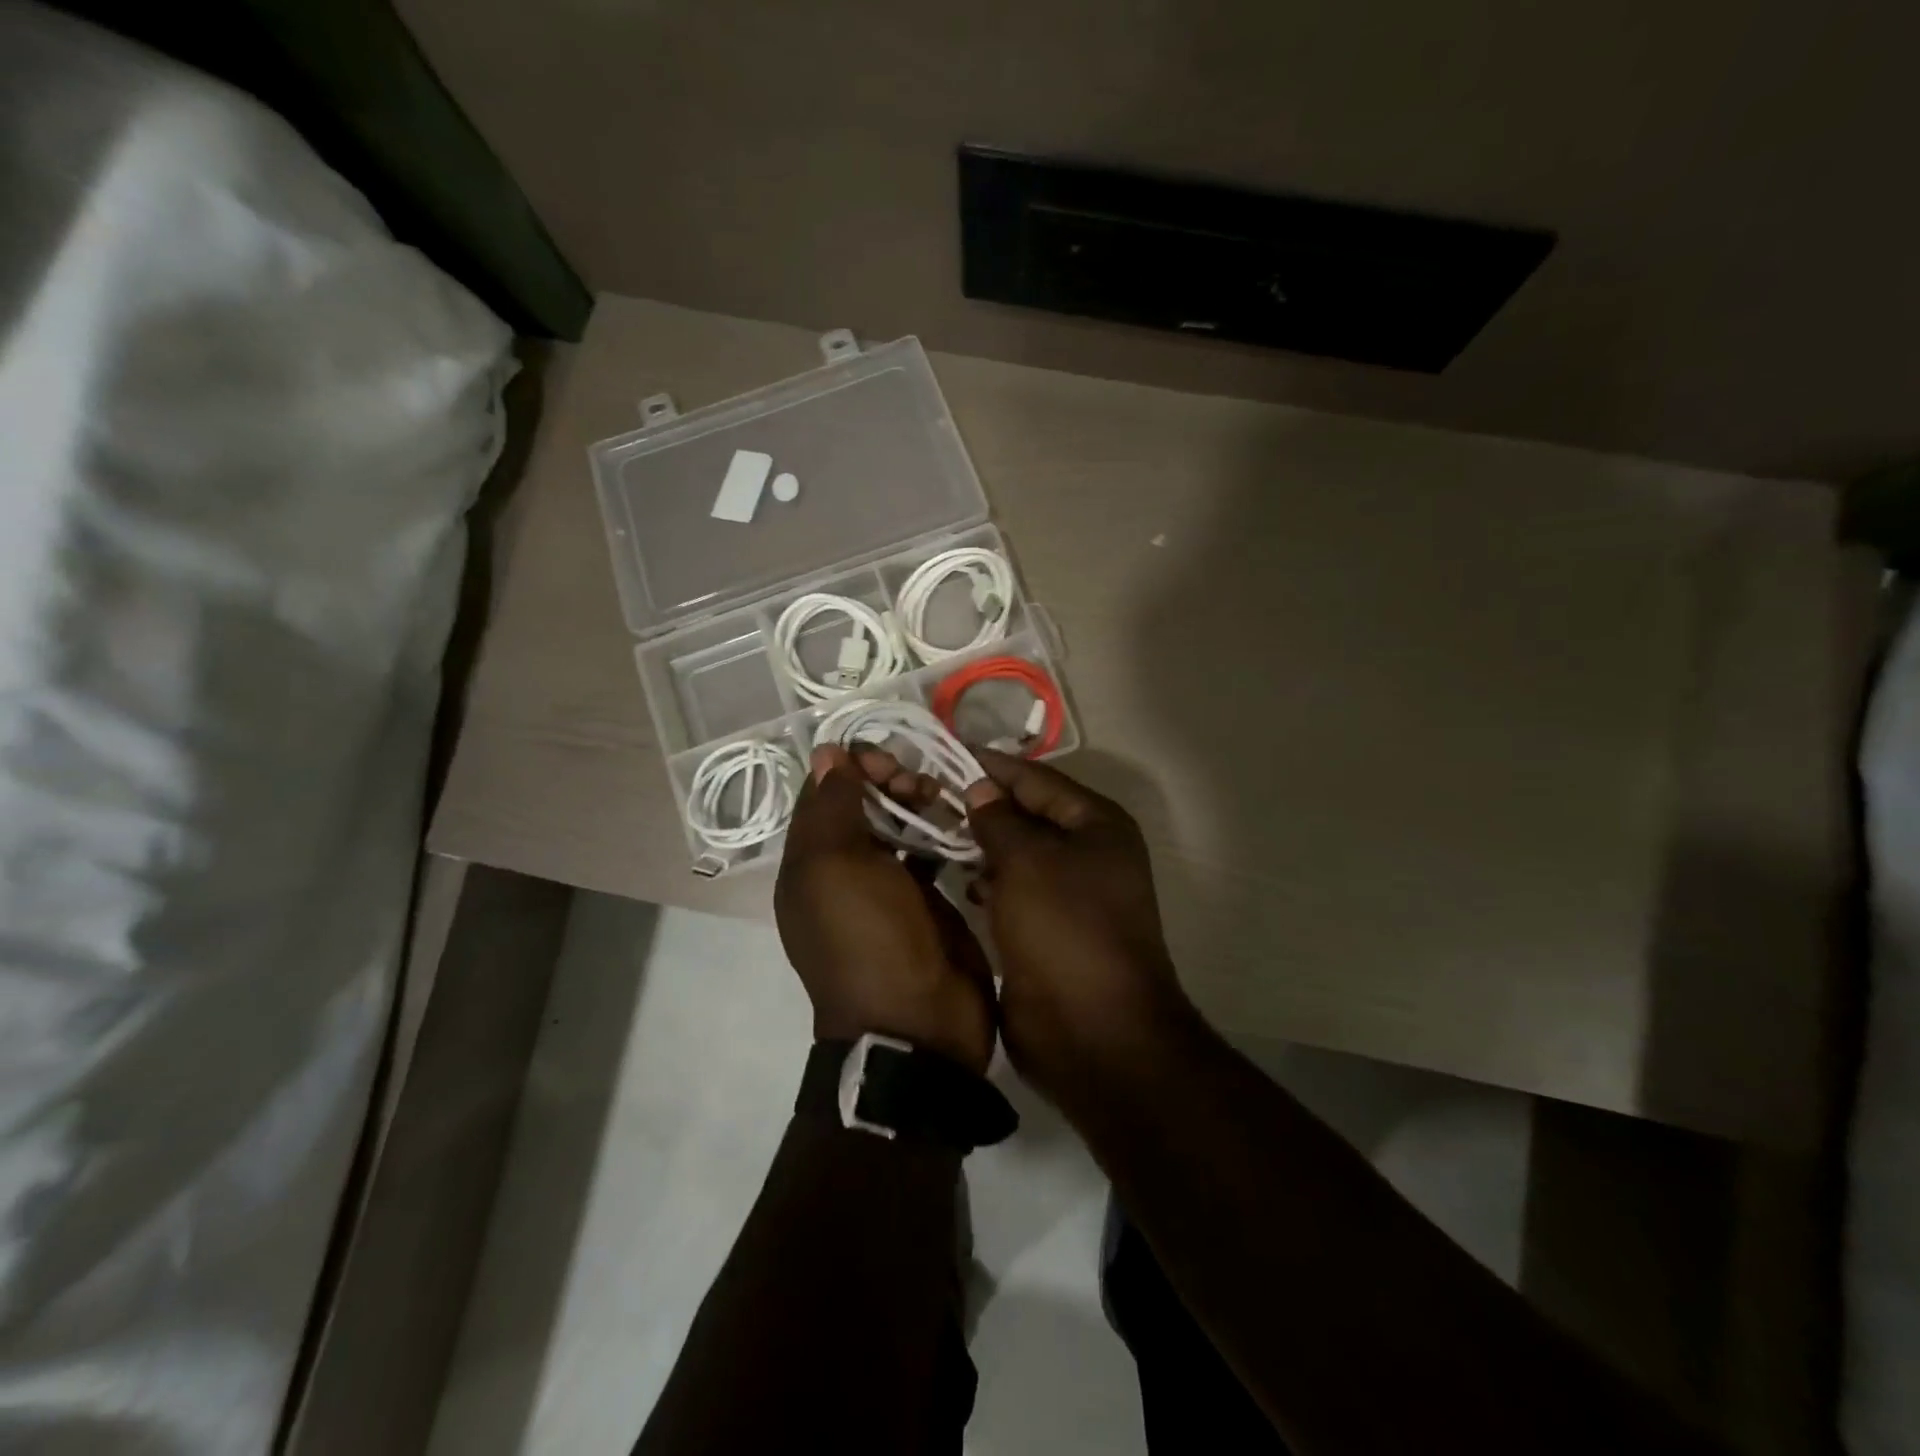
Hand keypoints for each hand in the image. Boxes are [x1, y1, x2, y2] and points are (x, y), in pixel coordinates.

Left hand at [775, 745, 997, 1072]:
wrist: (918, 1024)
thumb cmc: (869, 938)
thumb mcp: (836, 866)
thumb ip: (833, 805)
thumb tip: (825, 752)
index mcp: (810, 863)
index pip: (823, 794)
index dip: (851, 767)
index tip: (886, 759)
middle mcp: (843, 871)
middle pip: (862, 806)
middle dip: (888, 782)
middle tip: (917, 784)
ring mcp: (886, 887)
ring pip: (897, 825)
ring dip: (917, 803)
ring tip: (942, 799)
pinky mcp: (925, 901)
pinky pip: (928, 854)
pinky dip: (940, 833)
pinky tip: (959, 822)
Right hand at [962, 750, 1192, 1094]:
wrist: (1093, 1033)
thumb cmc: (1064, 931)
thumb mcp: (1028, 863)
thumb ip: (1000, 820)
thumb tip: (980, 790)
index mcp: (1097, 825)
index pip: (1037, 779)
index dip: (991, 766)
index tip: (943, 754)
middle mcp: (1088, 853)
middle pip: (1027, 815)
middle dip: (981, 807)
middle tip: (924, 794)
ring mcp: (1069, 894)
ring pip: (1017, 855)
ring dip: (980, 845)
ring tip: (929, 830)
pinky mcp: (1048, 929)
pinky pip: (1013, 891)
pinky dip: (987, 882)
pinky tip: (956, 879)